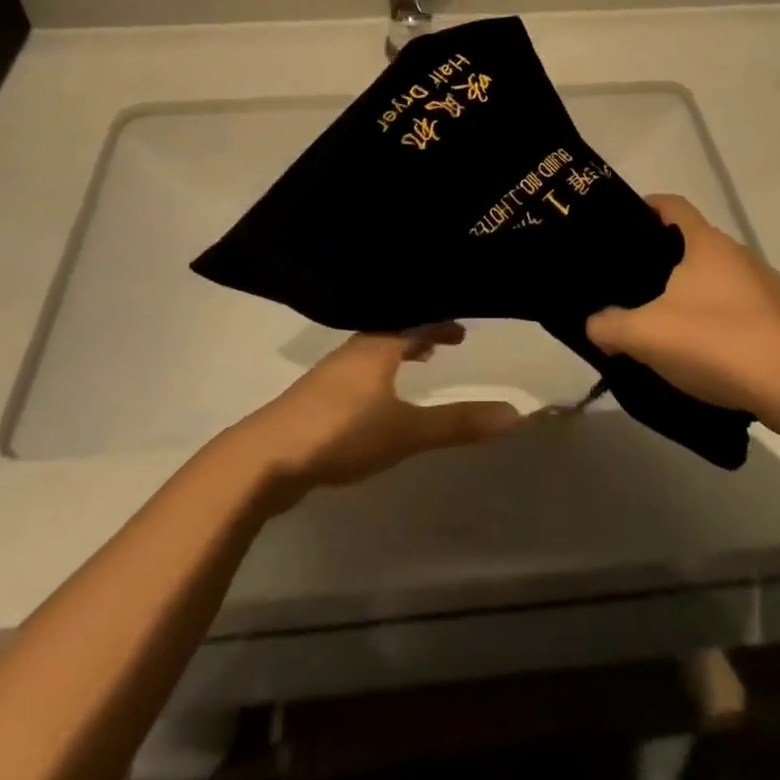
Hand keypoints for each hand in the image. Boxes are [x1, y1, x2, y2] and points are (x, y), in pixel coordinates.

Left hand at [236, 325, 522, 500]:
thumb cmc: (341, 432)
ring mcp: (329, 376)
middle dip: (419, 335)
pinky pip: (358, 376)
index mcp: (375, 346)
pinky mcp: (314, 401)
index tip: (462, 329)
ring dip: (397, 355)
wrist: (265, 458)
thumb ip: (457, 422)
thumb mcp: (406, 430)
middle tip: (446, 343)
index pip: (413, 320)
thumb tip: (515, 413)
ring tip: (416, 367)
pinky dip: (379, 377)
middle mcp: (352, 351)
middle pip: (391, 333)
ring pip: (372, 355)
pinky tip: (378, 405)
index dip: (439, 323)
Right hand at [586, 195, 779, 422]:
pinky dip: (729, 321)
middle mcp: (742, 254)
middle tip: (638, 288)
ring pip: (724, 279)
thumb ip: (608, 326)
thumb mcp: (645, 337)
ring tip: (675, 325)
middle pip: (697, 244)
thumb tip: (594, 324)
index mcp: (707, 244)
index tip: (627, 222)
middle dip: (668, 260)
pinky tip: (716, 353)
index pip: (674, 205)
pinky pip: (749, 310)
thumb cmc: (714, 343)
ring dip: (700, 293)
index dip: (648, 206)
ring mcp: (771, 285)